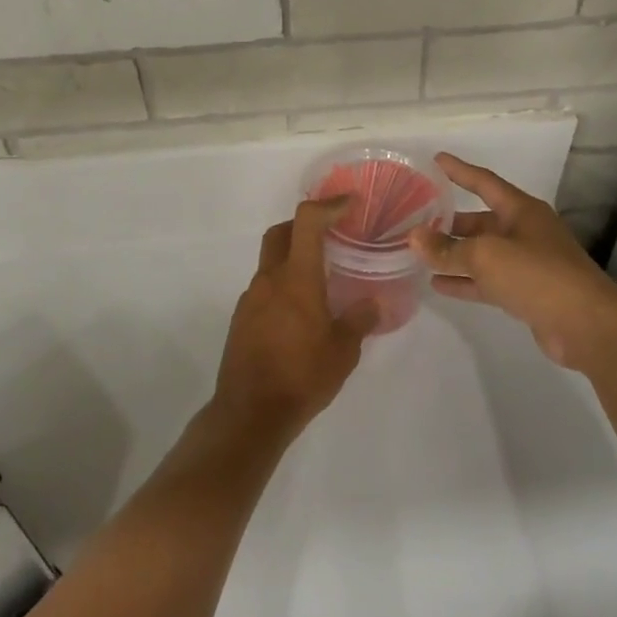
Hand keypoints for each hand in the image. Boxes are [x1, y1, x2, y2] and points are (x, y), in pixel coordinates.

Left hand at [215, 197, 380, 438]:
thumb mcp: (343, 351)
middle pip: (280, 233)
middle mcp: (269, 280)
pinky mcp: (242, 319)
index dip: (327, 205)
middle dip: (304, 224)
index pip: (306, 222)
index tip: (349, 204)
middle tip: (330, 235)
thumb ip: (359, 320)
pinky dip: (282, 285)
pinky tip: (300, 313)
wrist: (250, 413)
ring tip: (320, 280)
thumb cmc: (302, 376)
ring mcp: (251, 299)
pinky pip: (264, 288)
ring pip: (270, 262)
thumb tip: (374, 303)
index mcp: (296, 278)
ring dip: (293, 258)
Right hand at [409, 152, 616, 371]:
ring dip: (453, 254)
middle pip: (480, 221)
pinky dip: (464, 281)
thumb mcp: (486, 256)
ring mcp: (526, 264)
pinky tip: (437, 285)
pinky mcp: (525, 292)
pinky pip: (487, 281)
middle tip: (415, 221)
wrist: (586, 325)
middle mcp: (524, 232)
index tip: (436, 159)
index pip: (484, 182)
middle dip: (449, 222)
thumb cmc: (537, 275)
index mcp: (521, 210)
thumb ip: (447, 249)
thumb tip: (413, 237)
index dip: (459, 170)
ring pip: (482, 253)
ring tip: (419, 253)